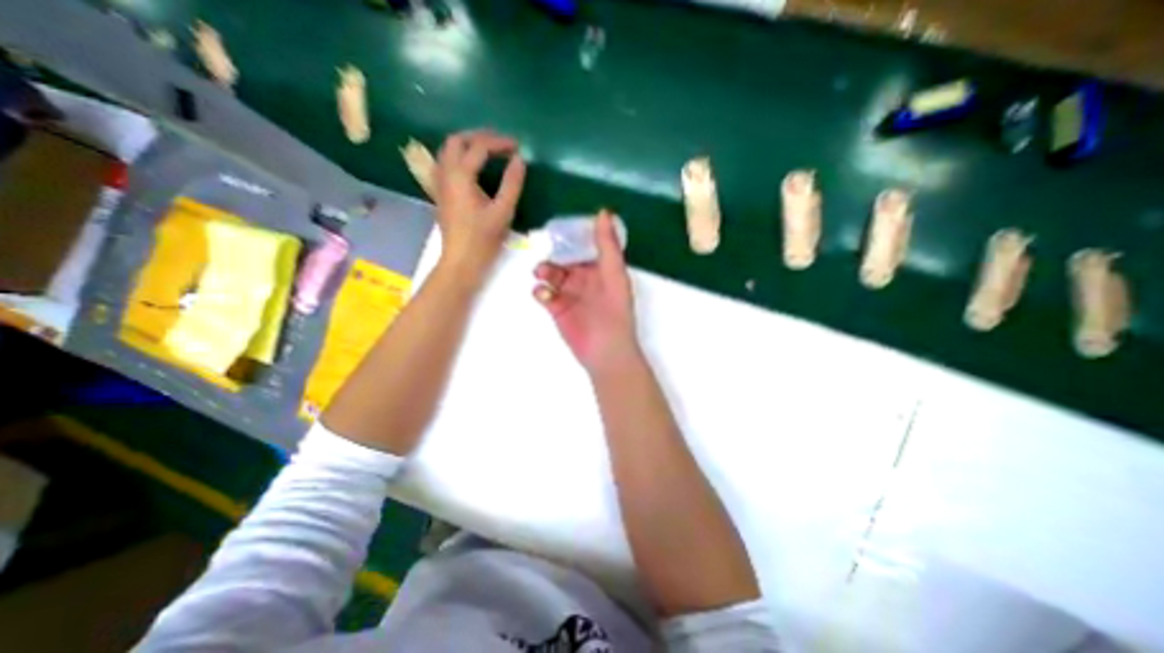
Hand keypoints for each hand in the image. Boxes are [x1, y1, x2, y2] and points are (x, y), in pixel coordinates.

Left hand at [436, 128, 527, 277]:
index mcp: (461, 176)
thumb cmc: (483, 239)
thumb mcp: (503, 211)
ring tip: (488, 152)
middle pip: (456, 140)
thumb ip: (512, 183)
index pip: (479, 146)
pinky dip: (459, 157)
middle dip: (479, 137)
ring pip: (447, 151)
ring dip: (467, 145)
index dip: (500, 142)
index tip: (518, 147)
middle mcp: (445, 173)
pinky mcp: (440, 194)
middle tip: (500, 144)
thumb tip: (520, 159)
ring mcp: (439, 183)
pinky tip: (472, 168)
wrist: (461, 261)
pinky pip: (445, 164)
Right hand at [533, 213, 639, 373]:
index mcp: (600, 269)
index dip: (573, 236)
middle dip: (554, 254)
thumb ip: (607, 245)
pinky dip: (541, 291)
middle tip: (545, 250)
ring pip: (552, 275)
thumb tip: (603, 213)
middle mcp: (584, 279)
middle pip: (564, 259)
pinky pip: (544, 294)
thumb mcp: (614, 274)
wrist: (605, 350)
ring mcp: (569, 294)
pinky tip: (545, 295)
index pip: (585, 246)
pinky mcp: (556, 309)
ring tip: (542, 273)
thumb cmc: (614, 310)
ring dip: (545, 271)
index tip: (560, 227)